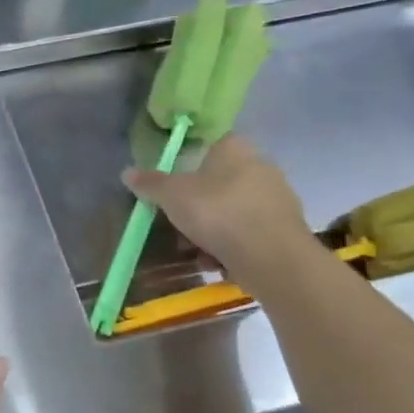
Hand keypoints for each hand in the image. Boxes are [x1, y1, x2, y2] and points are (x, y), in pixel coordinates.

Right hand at [123, 135, 305, 282]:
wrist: (273, 258)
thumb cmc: (218, 213)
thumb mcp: (172, 196)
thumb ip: (150, 183)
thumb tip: (127, 172)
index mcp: (235, 148)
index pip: (207, 147)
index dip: (186, 167)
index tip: (172, 191)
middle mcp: (260, 166)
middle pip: (216, 184)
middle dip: (195, 209)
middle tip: (178, 227)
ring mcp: (277, 199)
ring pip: (231, 212)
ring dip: (211, 233)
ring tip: (197, 254)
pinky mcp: (286, 230)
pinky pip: (248, 234)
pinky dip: (232, 247)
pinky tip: (219, 265)